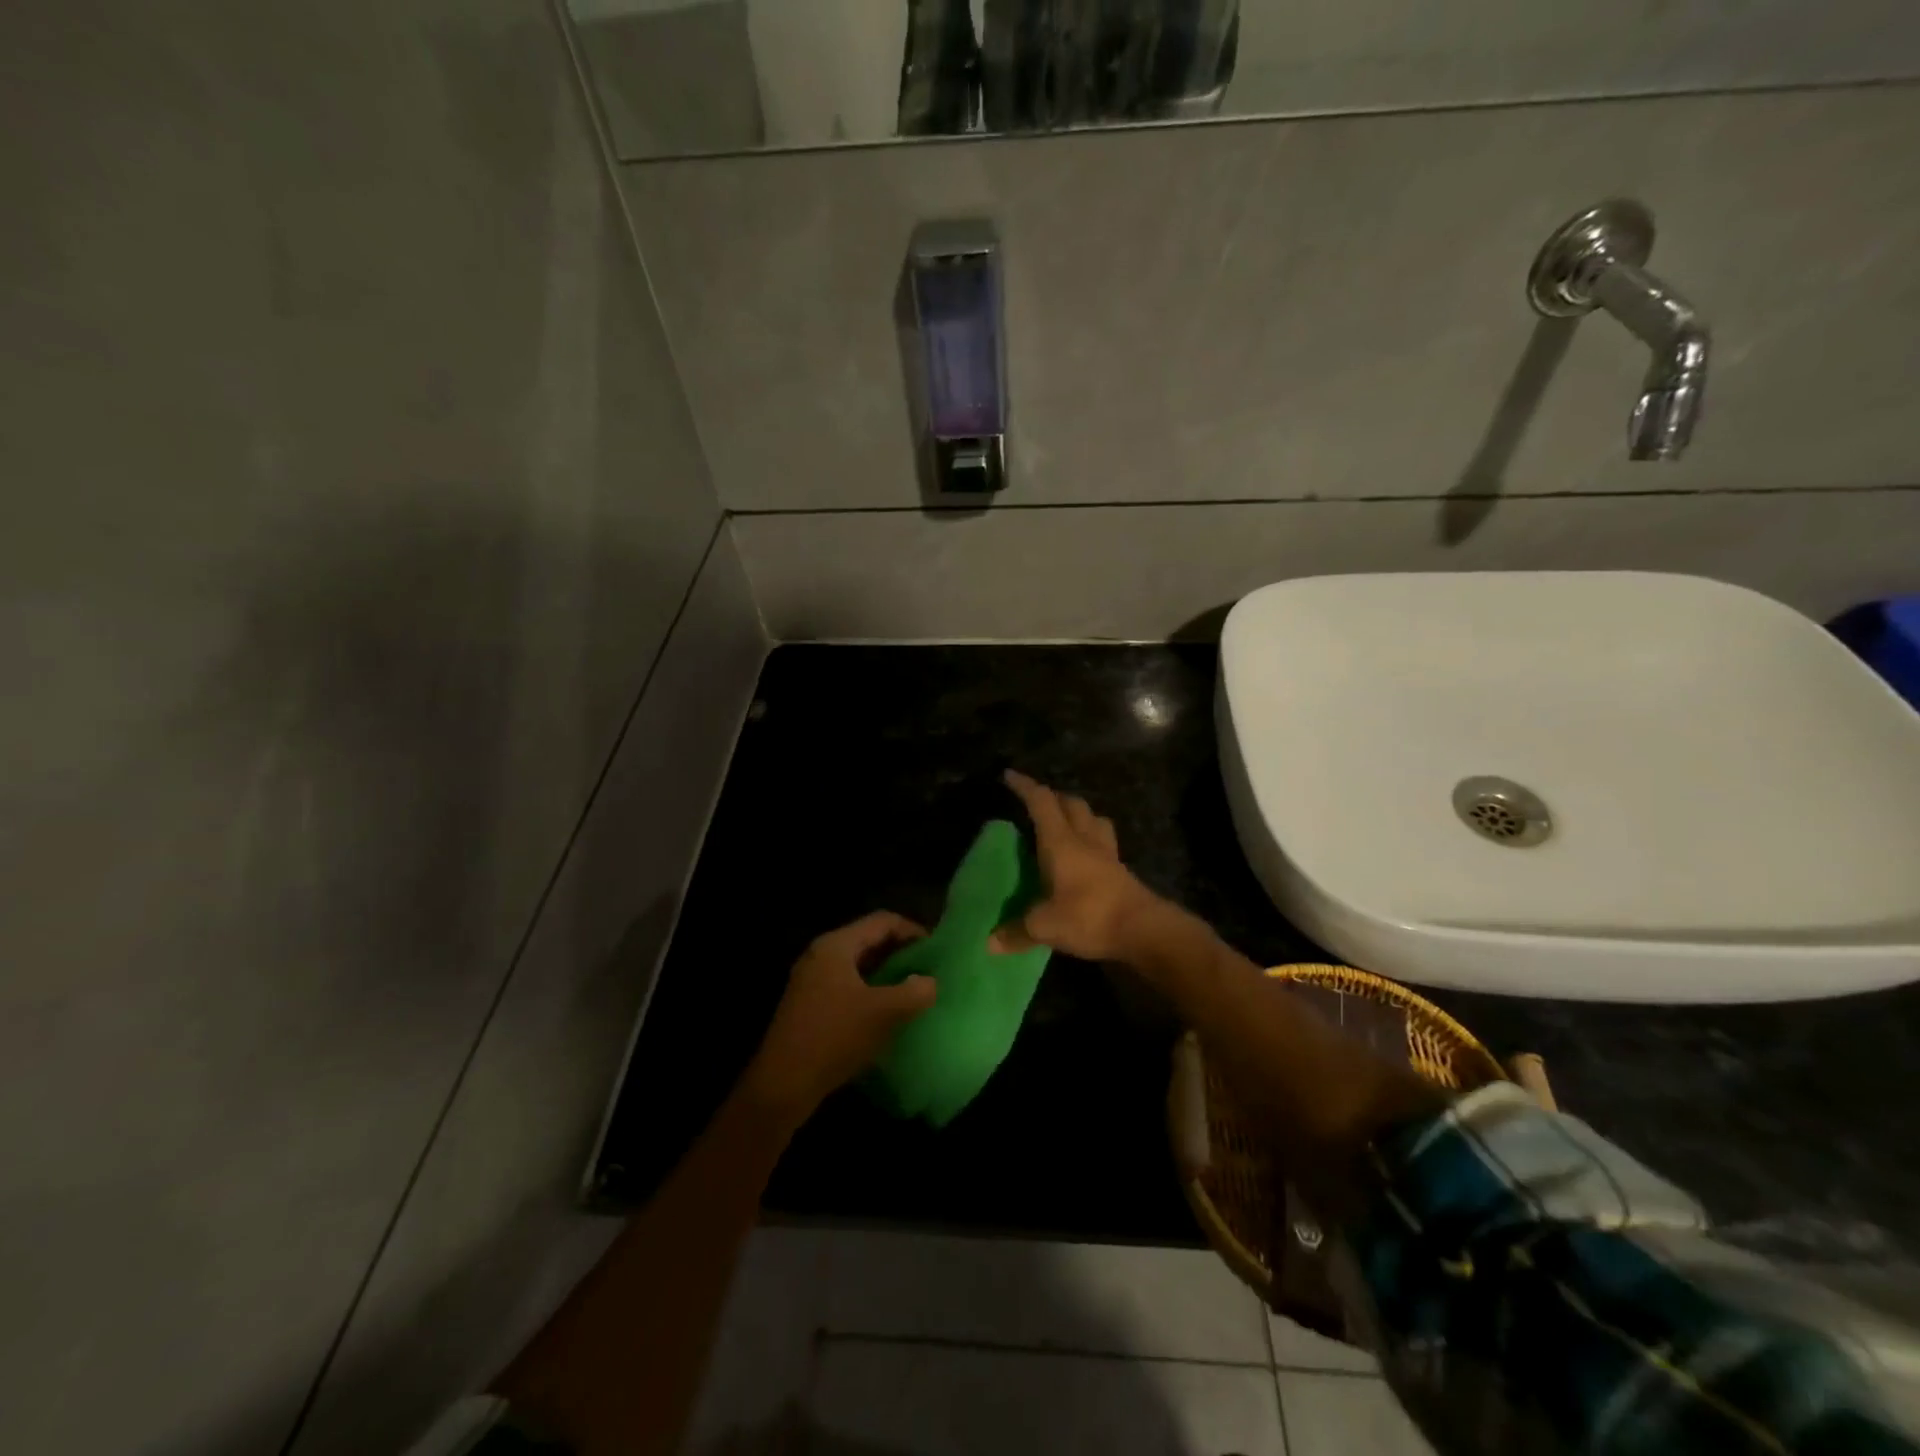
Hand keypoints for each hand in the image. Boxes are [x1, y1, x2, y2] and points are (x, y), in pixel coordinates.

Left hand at [745, 911, 936, 1121]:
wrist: (782, 1084)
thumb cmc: (834, 1037)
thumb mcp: (883, 1013)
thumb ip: (914, 992)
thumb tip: (930, 982)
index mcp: (836, 945)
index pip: (882, 921)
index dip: (912, 930)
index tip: (936, 950)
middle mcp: (821, 955)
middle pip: (869, 940)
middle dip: (900, 952)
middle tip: (928, 969)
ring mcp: (811, 980)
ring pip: (858, 965)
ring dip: (886, 973)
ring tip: (912, 990)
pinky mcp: (809, 1004)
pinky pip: (847, 985)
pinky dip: (870, 990)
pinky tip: (886, 1012)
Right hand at [995, 771, 1165, 962]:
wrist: (1144, 930)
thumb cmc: (1090, 916)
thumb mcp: (1045, 926)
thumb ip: (1017, 932)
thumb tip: (989, 943)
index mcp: (1061, 842)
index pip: (1041, 803)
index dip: (1025, 787)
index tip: (1009, 776)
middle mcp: (1085, 840)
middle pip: (1072, 804)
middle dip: (1053, 797)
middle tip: (1037, 802)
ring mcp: (1107, 854)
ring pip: (1094, 819)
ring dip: (1078, 813)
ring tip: (1065, 822)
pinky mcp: (1121, 871)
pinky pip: (1104, 842)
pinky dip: (1092, 838)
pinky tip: (1086, 855)